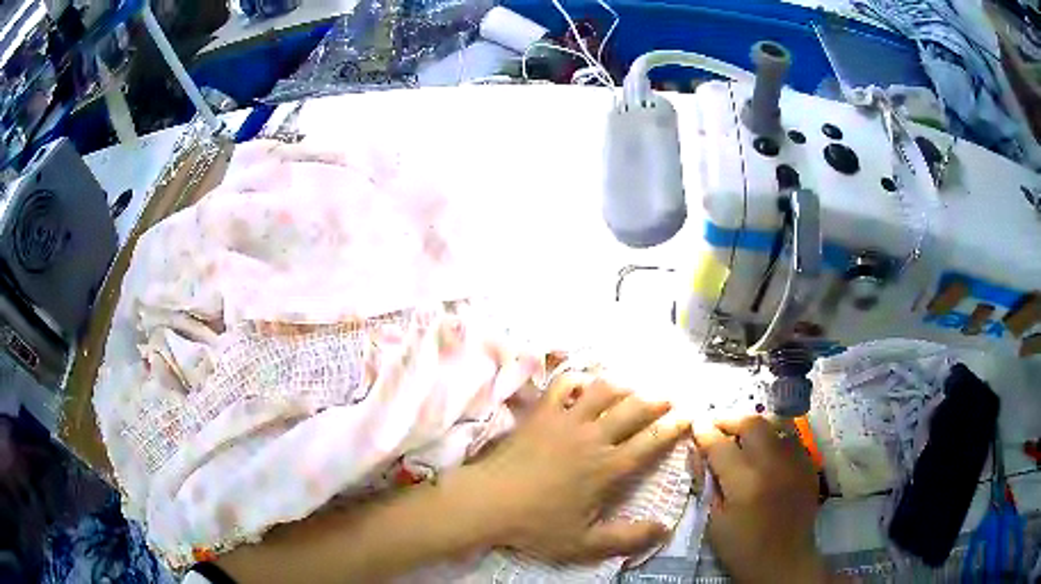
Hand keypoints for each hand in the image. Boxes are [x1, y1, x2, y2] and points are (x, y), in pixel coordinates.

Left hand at [463, 372, 688, 563]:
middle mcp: (593, 437)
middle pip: (634, 408)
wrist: (488, 502)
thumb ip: (627, 538)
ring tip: (635, 387)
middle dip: (658, 399)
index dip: (674, 426)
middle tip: (670, 396)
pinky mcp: (541, 413)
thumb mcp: (584, 543)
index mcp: (608, 468)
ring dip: (624, 385)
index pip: (651, 441)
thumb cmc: (536, 525)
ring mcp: (565, 420)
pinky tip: (586, 383)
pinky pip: (563, 385)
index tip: (689, 414)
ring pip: (604, 390)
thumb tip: (665, 529)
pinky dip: (578, 379)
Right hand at [693, 416, 827, 583]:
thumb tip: (700, 454)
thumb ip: (709, 484)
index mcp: (745, 483)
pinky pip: (790, 440)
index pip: (721, 445)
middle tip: (718, 428)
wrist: (784, 563)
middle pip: (752, 424)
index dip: (705, 432)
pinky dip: (774, 440)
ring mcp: (796, 463)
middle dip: (731, 421)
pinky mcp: (809, 466)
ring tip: (743, 439)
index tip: (696, 423)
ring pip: (775, 426)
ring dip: (755, 428)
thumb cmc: (742, 549)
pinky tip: (766, 454)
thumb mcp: (714, 521)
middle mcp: (774, 465)